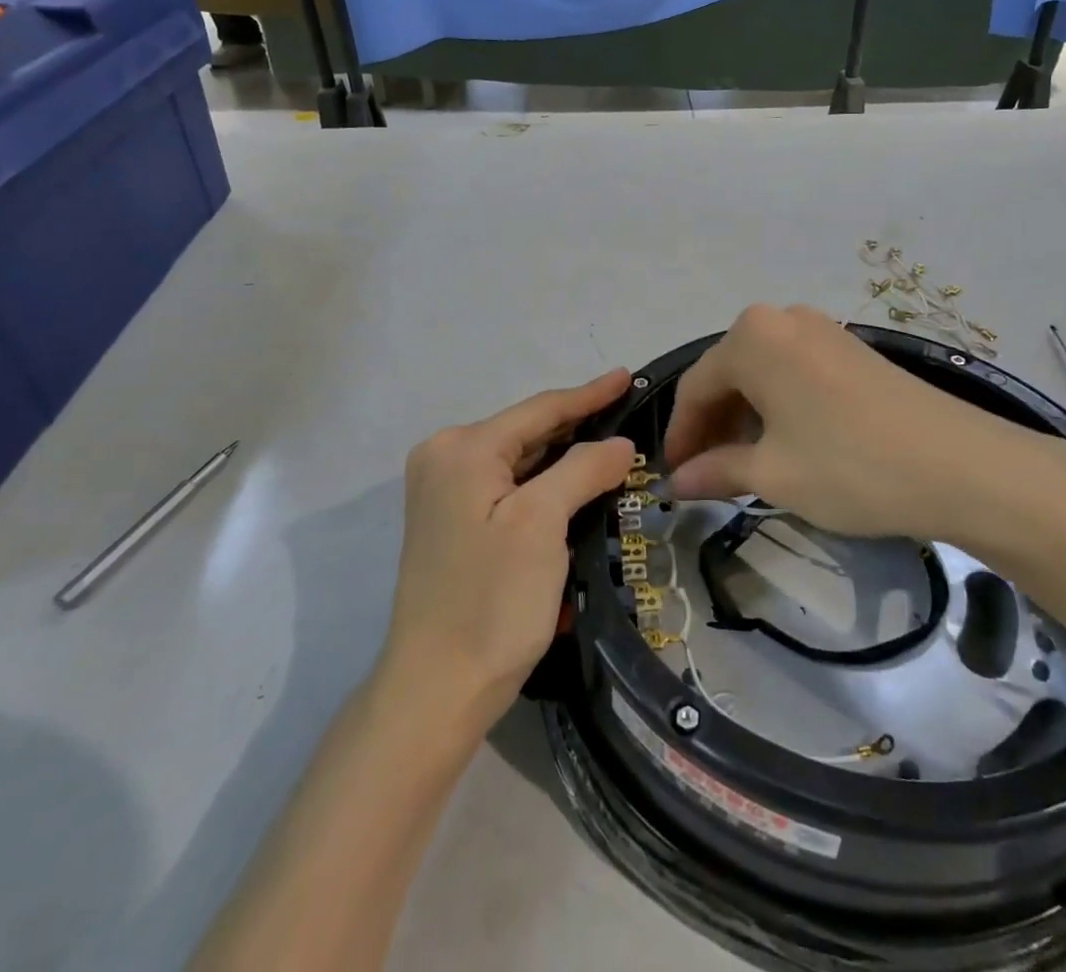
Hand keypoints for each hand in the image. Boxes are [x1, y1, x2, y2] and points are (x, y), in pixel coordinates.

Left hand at [380, 369, 634, 738]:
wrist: (437, 690)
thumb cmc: (491, 600)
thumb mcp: (543, 524)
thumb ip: (582, 468)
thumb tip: (619, 443)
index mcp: (462, 449)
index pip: (539, 409)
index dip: (589, 394)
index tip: (628, 376)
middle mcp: (445, 458)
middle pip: (528, 432)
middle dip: (578, 426)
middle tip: (628, 414)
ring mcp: (444, 492)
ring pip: (520, 460)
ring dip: (565, 457)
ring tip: (613, 444)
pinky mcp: (453, 521)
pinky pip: (509, 486)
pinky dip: (545, 484)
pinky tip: (577, 482)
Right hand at [663, 305, 1065, 561]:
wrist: (962, 465)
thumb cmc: (850, 465)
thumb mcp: (773, 474)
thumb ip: (715, 471)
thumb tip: (676, 482)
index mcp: (751, 338)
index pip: (695, 387)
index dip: (680, 436)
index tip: (673, 478)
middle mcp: (781, 319)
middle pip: (728, 375)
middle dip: (712, 426)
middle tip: (707, 476)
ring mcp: (822, 330)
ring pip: (762, 374)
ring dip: (745, 418)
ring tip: (745, 466)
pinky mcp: (852, 348)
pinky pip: (794, 372)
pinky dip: (779, 407)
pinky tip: (787, 444)